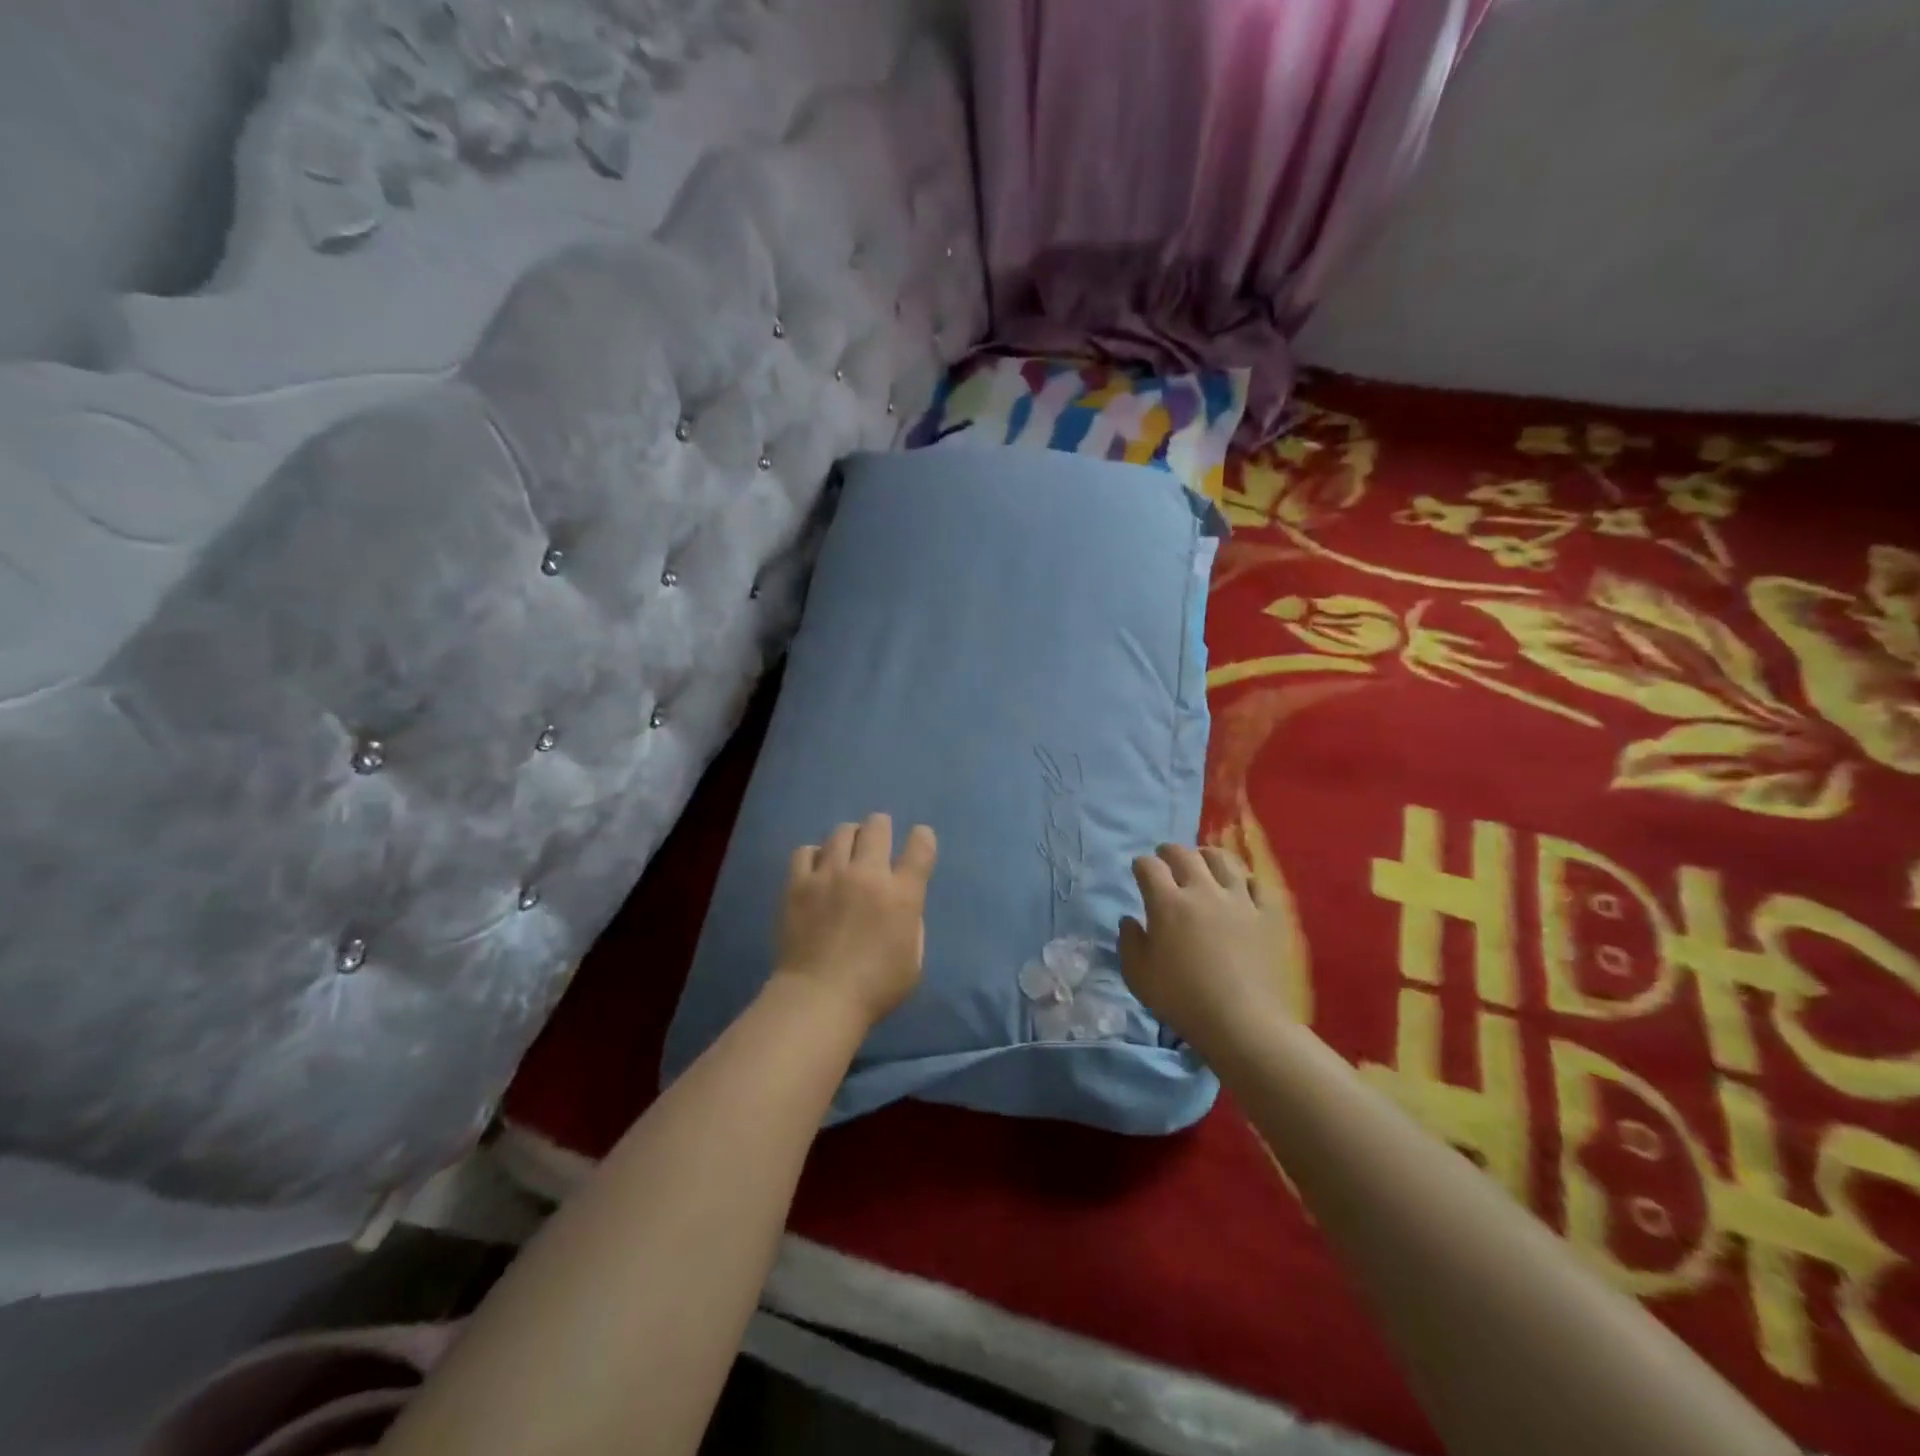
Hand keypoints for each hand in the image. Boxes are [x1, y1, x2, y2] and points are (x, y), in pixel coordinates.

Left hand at [774, 813, 937, 1031]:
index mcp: (902, 894)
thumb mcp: (913, 962)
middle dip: (881, 827)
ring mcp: (830, 875)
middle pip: (877, 826)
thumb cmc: (874, 989)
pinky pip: (805, 851)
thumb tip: (903, 907)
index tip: (919, 839)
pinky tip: (816, 869)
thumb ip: (912, 925)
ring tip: (845, 852)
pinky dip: (815, 855)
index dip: (922, 837)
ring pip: (841, 832)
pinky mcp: (798, 884)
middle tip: (877, 840)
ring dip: (849, 838)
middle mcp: (868, 874)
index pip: (920, 847)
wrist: (818, 999)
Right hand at [1119, 843, 1298, 1050]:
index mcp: (1168, 903)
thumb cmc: (1183, 1000)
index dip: (1140, 865)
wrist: (1243, 1023)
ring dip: (1206, 856)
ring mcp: (1238, 900)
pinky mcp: (1266, 915)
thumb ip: (1129, 942)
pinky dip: (1244, 879)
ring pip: (1222, 860)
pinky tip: (1239, 886)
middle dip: (1169, 852)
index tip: (1138, 872)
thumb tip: (1130, 920)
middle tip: (1165, 859)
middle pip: (1184, 854)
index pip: (1149, 866)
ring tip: (1202, 862)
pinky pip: (1257, 884)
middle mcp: (1202, 891)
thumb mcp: (1138, 976)